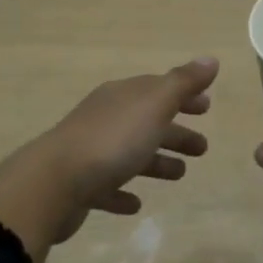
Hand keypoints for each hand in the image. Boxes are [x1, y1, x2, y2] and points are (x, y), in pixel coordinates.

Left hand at [0, 57, 217, 262]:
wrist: (53, 183)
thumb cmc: (112, 140)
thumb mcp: (154, 105)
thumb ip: (183, 83)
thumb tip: (210, 59)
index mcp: (123, 96)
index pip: (158, 89)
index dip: (184, 96)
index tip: (207, 107)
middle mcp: (106, 118)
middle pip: (147, 121)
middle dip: (175, 131)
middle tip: (203, 147)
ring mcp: (90, 152)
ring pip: (130, 153)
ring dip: (156, 162)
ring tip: (180, 174)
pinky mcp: (80, 186)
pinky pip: (107, 186)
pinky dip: (123, 192)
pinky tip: (135, 203)